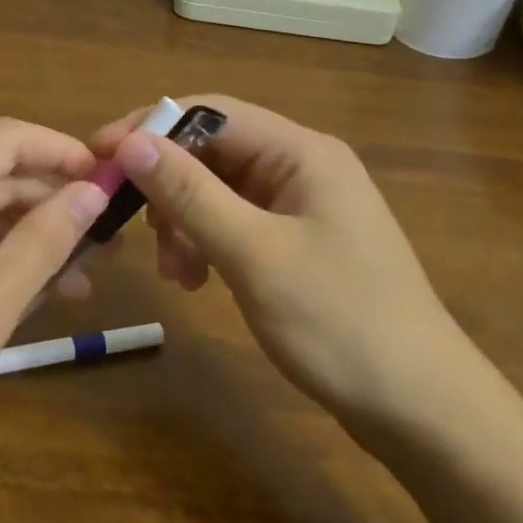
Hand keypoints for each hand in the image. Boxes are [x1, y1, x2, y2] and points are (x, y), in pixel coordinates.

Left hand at [0, 118, 108, 477]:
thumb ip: (43, 242)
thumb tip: (93, 191)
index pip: (2, 141)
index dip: (59, 150)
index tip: (108, 179)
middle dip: (52, 201)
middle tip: (109, 236)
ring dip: (31, 239)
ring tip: (88, 272)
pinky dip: (0, 265)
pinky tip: (40, 294)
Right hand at [93, 96, 475, 440]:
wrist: (423, 410)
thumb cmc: (339, 322)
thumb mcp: (254, 254)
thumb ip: (190, 193)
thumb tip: (130, 142)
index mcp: (301, 151)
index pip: (209, 113)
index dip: (149, 128)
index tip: (99, 156)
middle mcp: (302, 166)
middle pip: (212, 151)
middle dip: (168, 186)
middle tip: (133, 226)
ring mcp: (302, 206)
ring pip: (219, 191)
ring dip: (184, 220)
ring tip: (174, 272)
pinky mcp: (298, 242)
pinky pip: (236, 223)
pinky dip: (207, 243)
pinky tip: (196, 280)